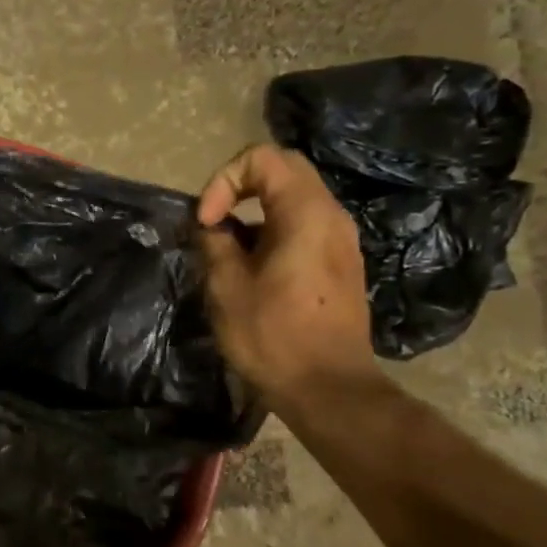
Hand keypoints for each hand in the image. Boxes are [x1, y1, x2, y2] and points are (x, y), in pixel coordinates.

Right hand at [197, 143, 379, 410]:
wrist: (328, 388)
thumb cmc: (273, 336)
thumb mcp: (226, 286)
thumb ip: (214, 243)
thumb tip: (211, 227)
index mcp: (306, 214)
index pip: (263, 158)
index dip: (223, 180)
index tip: (206, 222)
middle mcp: (331, 216)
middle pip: (283, 171)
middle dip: (237, 188)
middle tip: (211, 224)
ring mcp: (340, 240)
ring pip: (292, 200)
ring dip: (252, 213)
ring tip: (224, 251)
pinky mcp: (340, 264)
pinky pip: (302, 227)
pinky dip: (270, 232)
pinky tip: (250, 270)